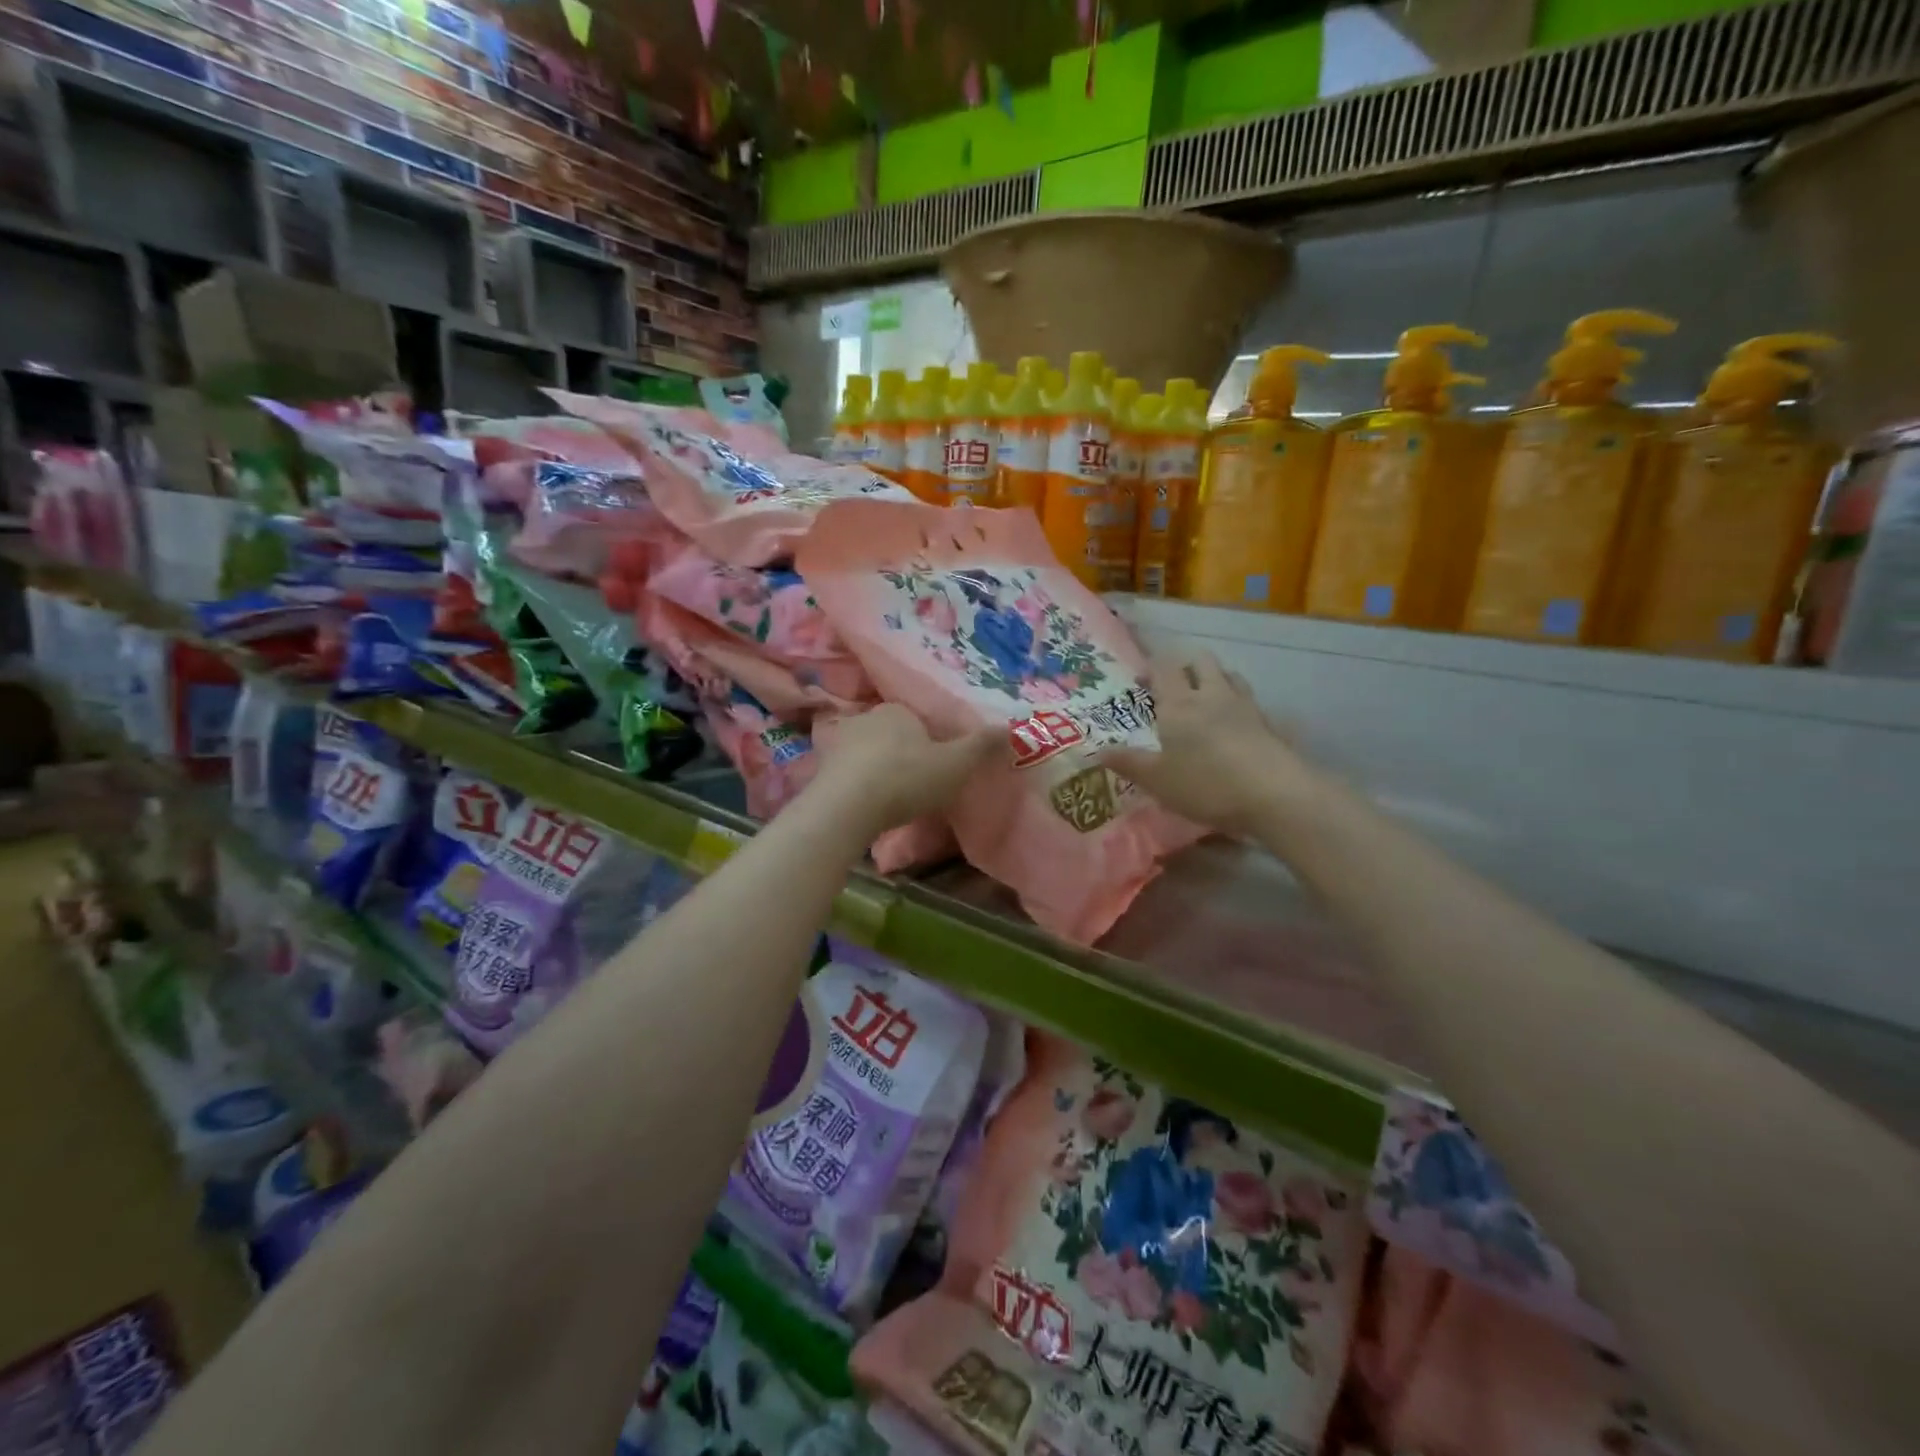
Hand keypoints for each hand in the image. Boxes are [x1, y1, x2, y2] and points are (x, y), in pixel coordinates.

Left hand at [811, 704, 996, 835]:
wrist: (846, 807)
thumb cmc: (906, 778)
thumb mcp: (955, 764)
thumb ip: (981, 746)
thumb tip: (1009, 727)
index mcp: (896, 710)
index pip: (916, 719)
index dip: (929, 742)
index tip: (937, 767)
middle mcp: (864, 718)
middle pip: (890, 735)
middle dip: (901, 754)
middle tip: (916, 785)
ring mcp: (837, 743)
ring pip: (865, 754)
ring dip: (877, 771)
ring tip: (891, 800)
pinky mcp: (819, 770)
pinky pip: (846, 775)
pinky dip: (857, 787)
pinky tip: (866, 807)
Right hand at [1100, 651, 1315, 835]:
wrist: (1275, 796)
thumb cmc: (1206, 784)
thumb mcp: (1158, 780)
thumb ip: (1128, 763)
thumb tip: (1097, 751)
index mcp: (1180, 703)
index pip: (1164, 666)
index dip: (1152, 666)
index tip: (1142, 678)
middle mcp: (1212, 695)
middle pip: (1201, 661)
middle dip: (1186, 666)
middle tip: (1173, 686)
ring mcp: (1245, 707)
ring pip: (1229, 675)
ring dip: (1215, 679)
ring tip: (1204, 699)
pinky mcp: (1270, 724)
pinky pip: (1250, 701)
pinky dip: (1238, 704)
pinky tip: (1235, 725)